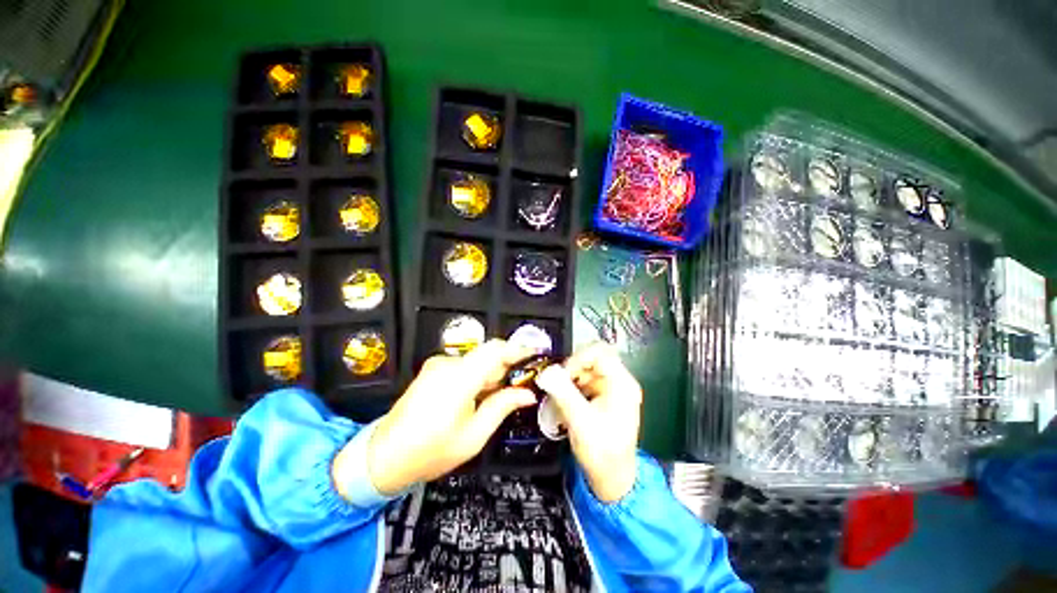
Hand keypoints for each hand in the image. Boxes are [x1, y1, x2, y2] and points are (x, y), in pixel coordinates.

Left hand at [356, 340, 536, 495]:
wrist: (383, 457)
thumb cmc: (431, 452)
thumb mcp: (474, 435)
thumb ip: (503, 407)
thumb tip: (527, 394)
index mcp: (459, 378)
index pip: (495, 350)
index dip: (517, 349)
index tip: (535, 354)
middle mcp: (448, 364)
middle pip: (487, 354)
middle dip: (506, 367)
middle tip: (519, 387)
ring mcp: (437, 365)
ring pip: (476, 361)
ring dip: (491, 374)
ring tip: (498, 397)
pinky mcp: (432, 370)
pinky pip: (464, 366)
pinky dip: (477, 377)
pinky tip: (477, 397)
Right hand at [535, 342, 641, 502]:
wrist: (612, 479)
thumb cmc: (602, 453)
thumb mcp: (581, 422)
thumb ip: (563, 394)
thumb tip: (547, 371)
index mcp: (621, 384)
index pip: (600, 352)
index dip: (578, 358)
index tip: (561, 374)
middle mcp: (618, 381)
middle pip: (592, 357)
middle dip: (571, 369)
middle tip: (557, 384)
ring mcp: (610, 388)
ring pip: (585, 368)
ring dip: (569, 379)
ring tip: (559, 397)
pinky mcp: (602, 396)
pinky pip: (583, 380)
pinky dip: (571, 387)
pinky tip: (565, 403)